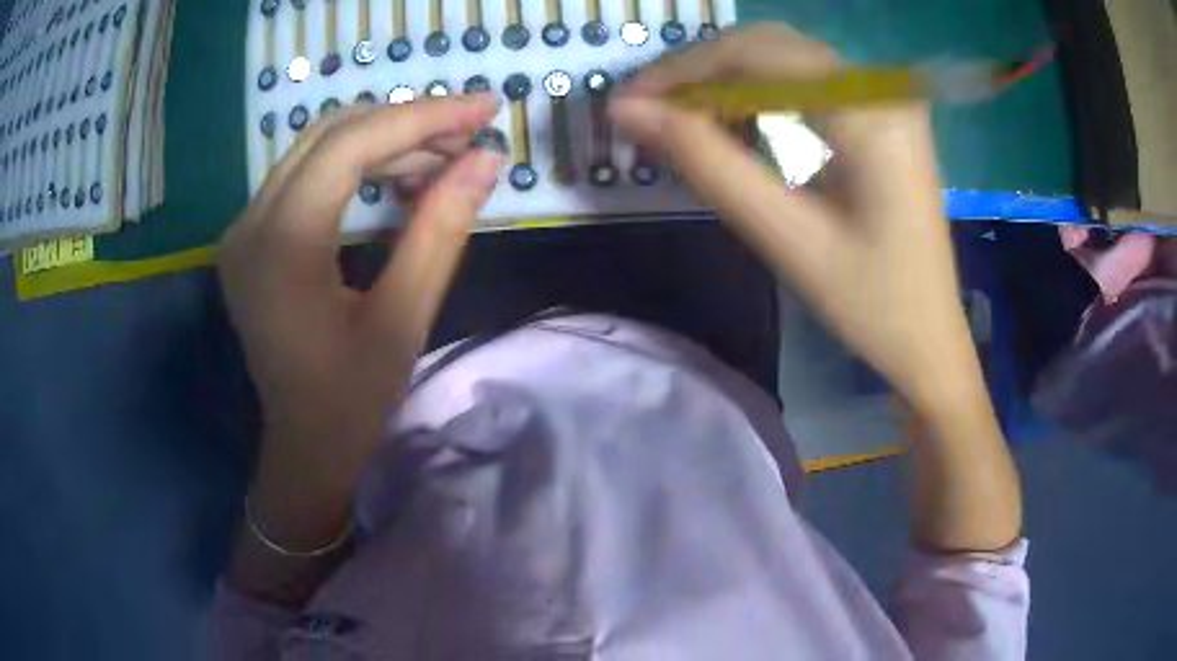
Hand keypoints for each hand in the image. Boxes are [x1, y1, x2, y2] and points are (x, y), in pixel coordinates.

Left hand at [219, 94, 501, 504]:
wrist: (303, 446)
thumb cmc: (350, 400)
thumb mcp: (404, 319)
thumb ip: (441, 230)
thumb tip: (486, 159)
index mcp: (280, 246)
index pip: (351, 146)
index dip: (422, 117)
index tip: (484, 107)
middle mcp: (249, 223)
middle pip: (330, 135)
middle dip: (406, 124)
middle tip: (469, 134)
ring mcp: (244, 228)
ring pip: (318, 149)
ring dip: (384, 142)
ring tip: (445, 157)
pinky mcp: (252, 237)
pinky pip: (307, 176)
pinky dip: (358, 165)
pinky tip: (400, 178)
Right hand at [611, 24, 975, 414]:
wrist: (929, 339)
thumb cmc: (869, 305)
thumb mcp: (785, 238)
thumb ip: (708, 163)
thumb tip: (629, 112)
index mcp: (870, 115)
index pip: (759, 55)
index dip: (685, 70)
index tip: (629, 102)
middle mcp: (881, 90)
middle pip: (771, 46)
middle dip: (702, 72)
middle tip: (649, 113)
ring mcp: (885, 100)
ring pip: (785, 60)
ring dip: (727, 82)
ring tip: (680, 122)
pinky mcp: (881, 117)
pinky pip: (807, 84)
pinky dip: (760, 97)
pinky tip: (733, 125)